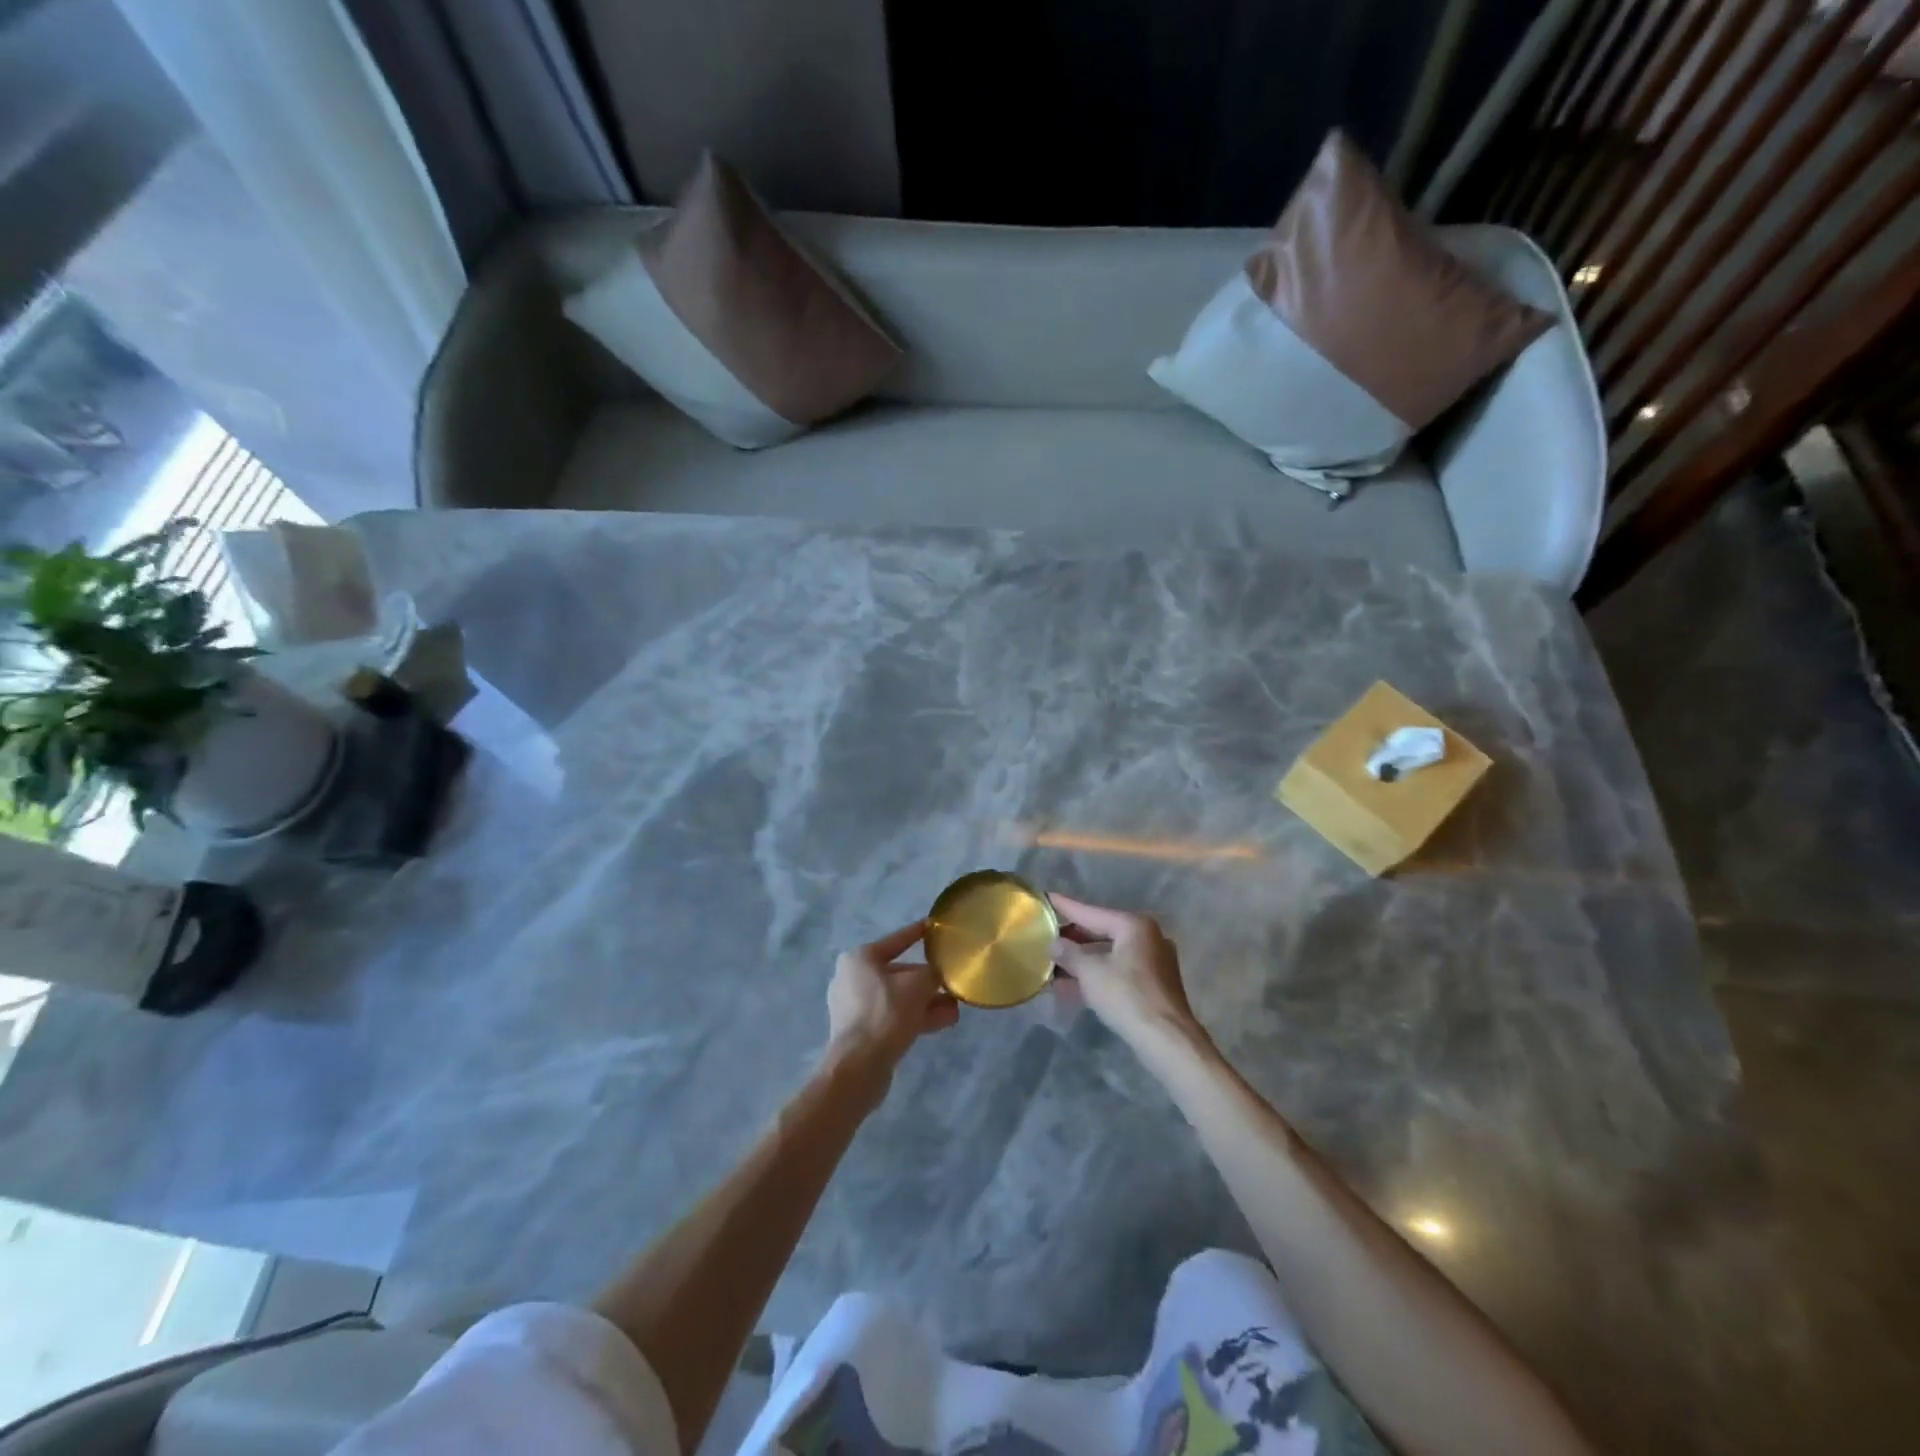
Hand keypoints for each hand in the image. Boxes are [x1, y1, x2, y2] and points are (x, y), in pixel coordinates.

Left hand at [825, 920, 958, 1085]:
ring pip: (899, 998)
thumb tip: (940, 973)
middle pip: (900, 973)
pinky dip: (917, 1017)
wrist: (859, 1066)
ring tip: (956, 1007)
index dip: (918, 932)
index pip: (897, 940)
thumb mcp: (918, 985)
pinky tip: (945, 1022)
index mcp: (860, 958)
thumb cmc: (886, 1013)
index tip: (935, 926)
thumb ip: (933, 973)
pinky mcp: (862, 1031)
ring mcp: (855, 1007)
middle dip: (929, 981)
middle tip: (954, 983)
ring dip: (928, 1002)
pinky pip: (894, 1017)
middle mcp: (853, 978)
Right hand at [1049, 895, 1206, 1056]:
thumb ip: (1069, 953)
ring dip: (1083, 961)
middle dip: (1073, 939)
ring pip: (1110, 954)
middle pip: (1102, 932)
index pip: (1091, 912)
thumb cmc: (1126, 996)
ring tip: (1053, 964)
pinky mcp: (1154, 984)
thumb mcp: (1090, 972)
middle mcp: (1148, 937)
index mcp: (1134, 926)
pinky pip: (1118, 971)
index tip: (1047, 898)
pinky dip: (1097, 975)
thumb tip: (1054, 944)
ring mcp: (1154, 961)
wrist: (1166, 1039)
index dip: (1066, 907)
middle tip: (1047, 936)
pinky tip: (1073, 986)